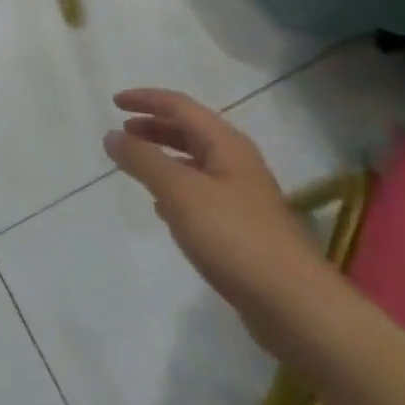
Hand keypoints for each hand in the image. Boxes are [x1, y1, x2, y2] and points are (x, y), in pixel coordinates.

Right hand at [103, 90, 323, 339]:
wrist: (293, 305)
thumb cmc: (234, 237)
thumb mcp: (179, 192)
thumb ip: (143, 160)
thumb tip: (111, 135)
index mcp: (226, 144)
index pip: (179, 106)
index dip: (146, 99)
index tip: (114, 102)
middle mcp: (236, 162)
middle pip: (189, 131)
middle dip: (154, 127)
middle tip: (122, 133)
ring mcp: (242, 196)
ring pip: (195, 163)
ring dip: (164, 157)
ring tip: (136, 166)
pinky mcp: (243, 228)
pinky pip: (201, 193)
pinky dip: (176, 188)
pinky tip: (162, 207)